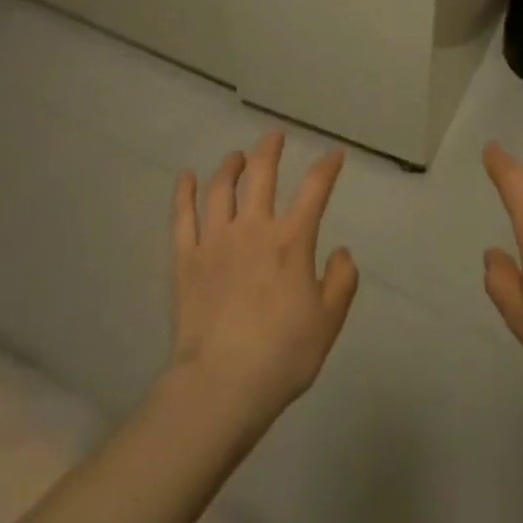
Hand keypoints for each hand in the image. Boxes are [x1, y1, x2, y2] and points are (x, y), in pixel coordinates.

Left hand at [169, 133, 357, 427]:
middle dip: (270, 149)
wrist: (221, 386)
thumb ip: (341, 281)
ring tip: (236, 157)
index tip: (334, 155)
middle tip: (274, 137)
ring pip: (220, 188)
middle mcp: (253, 228)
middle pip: (261, 173)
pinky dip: (183, 193)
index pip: (315, 189)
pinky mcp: (185, 259)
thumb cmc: (282, 355)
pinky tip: (185, 177)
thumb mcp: (328, 322)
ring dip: (230, 166)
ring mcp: (215, 241)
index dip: (327, 167)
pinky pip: (181, 217)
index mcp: (292, 240)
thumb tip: (341, 251)